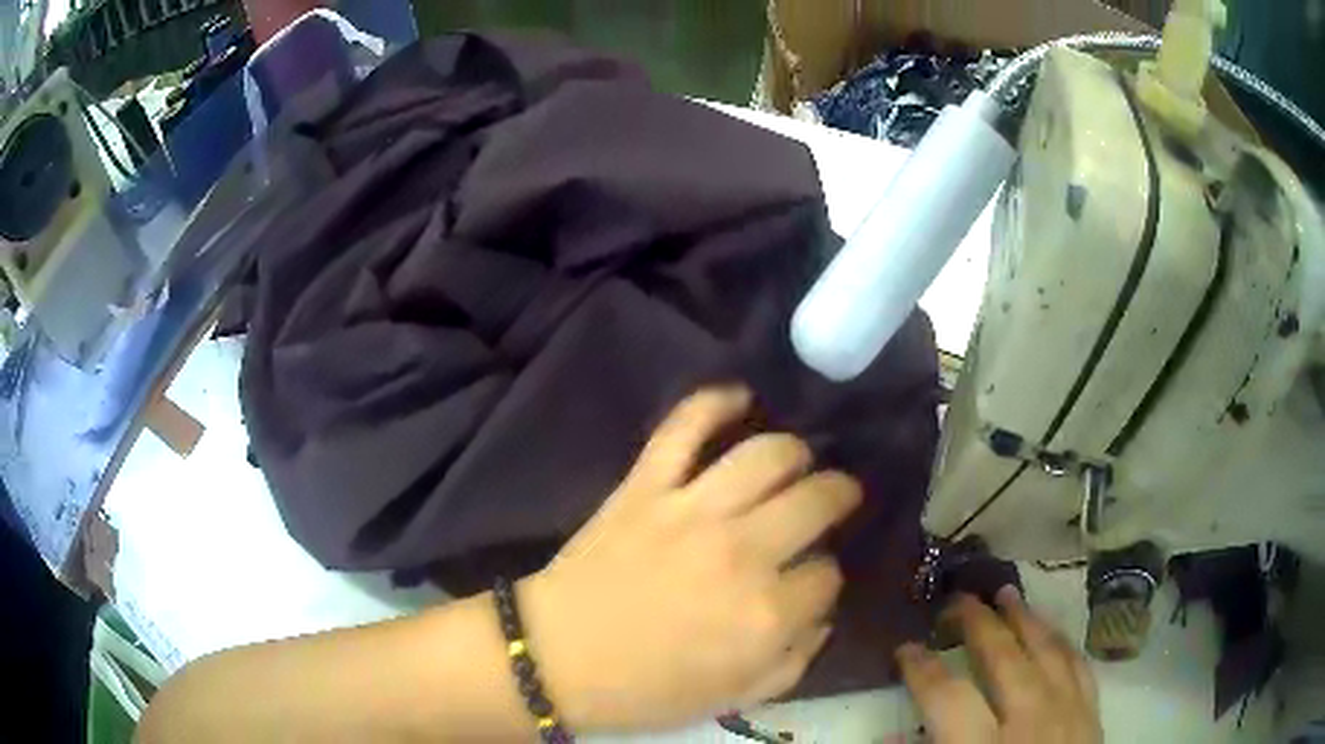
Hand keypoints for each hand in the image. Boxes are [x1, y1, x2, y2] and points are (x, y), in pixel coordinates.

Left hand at [517, 386, 861, 731]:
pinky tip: (740, 397)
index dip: (826, 577)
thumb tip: (821, 617)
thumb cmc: (646, 689)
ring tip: (799, 461)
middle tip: (835, 497)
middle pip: (817, 500)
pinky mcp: (646, 485)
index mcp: (766, 613)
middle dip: (839, 495)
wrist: (556, 658)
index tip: (812, 580)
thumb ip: (793, 662)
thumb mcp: (734, 697)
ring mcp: (692, 510)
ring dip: (796, 452)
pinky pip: (684, 427)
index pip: (828, 574)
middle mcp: (743, 552)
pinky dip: (714, 402)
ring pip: (767, 454)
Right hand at [897, 589, 1101, 742]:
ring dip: (1025, 619)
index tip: (904, 648)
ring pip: (1047, 651)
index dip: (921, 668)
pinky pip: (1078, 666)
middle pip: (1003, 658)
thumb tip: (884, 736)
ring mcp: (1069, 713)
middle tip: (956, 600)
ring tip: (1006, 592)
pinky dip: (1062, 643)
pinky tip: (1052, 630)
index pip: (946, 696)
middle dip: (976, 624)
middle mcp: (1030, 722)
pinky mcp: (1092, 715)